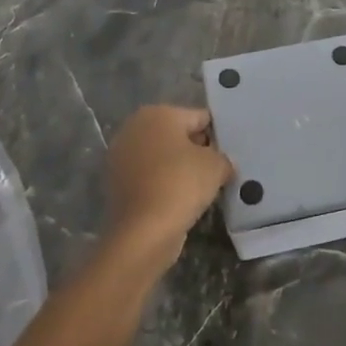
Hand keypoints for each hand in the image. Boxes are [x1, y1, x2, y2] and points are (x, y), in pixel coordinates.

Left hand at [106, 105, 234, 261]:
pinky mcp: (116, 183)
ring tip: (201, 188)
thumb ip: (224, 158)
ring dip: (179, 168)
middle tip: (218, 170)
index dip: (217, 135)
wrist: (143, 231)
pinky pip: (149, 177)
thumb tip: (223, 164)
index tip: (229, 153)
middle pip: (177, 135)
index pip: (199, 118)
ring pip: (161, 157)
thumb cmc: (181, 184)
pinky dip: (163, 184)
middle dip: (196, 150)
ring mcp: (121, 156)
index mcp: (159, 113)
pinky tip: (180, 200)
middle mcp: (135, 127)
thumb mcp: (216, 166)